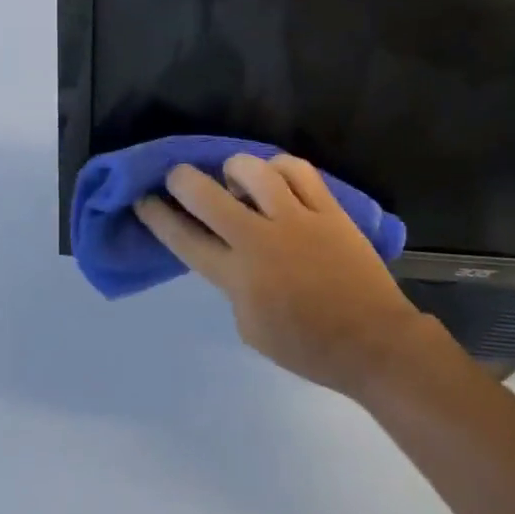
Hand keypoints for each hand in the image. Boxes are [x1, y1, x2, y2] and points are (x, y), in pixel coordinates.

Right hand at [134, 153, 439, 396]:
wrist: (372, 341)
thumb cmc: (308, 347)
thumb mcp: (252, 328)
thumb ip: (233, 286)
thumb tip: (230, 254)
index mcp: (237, 277)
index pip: (184, 239)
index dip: (157, 216)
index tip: (143, 199)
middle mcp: (260, 240)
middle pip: (207, 195)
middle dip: (182, 179)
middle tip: (177, 176)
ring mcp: (296, 219)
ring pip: (255, 171)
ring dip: (235, 168)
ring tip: (234, 175)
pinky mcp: (328, 209)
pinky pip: (299, 170)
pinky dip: (280, 166)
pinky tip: (276, 174)